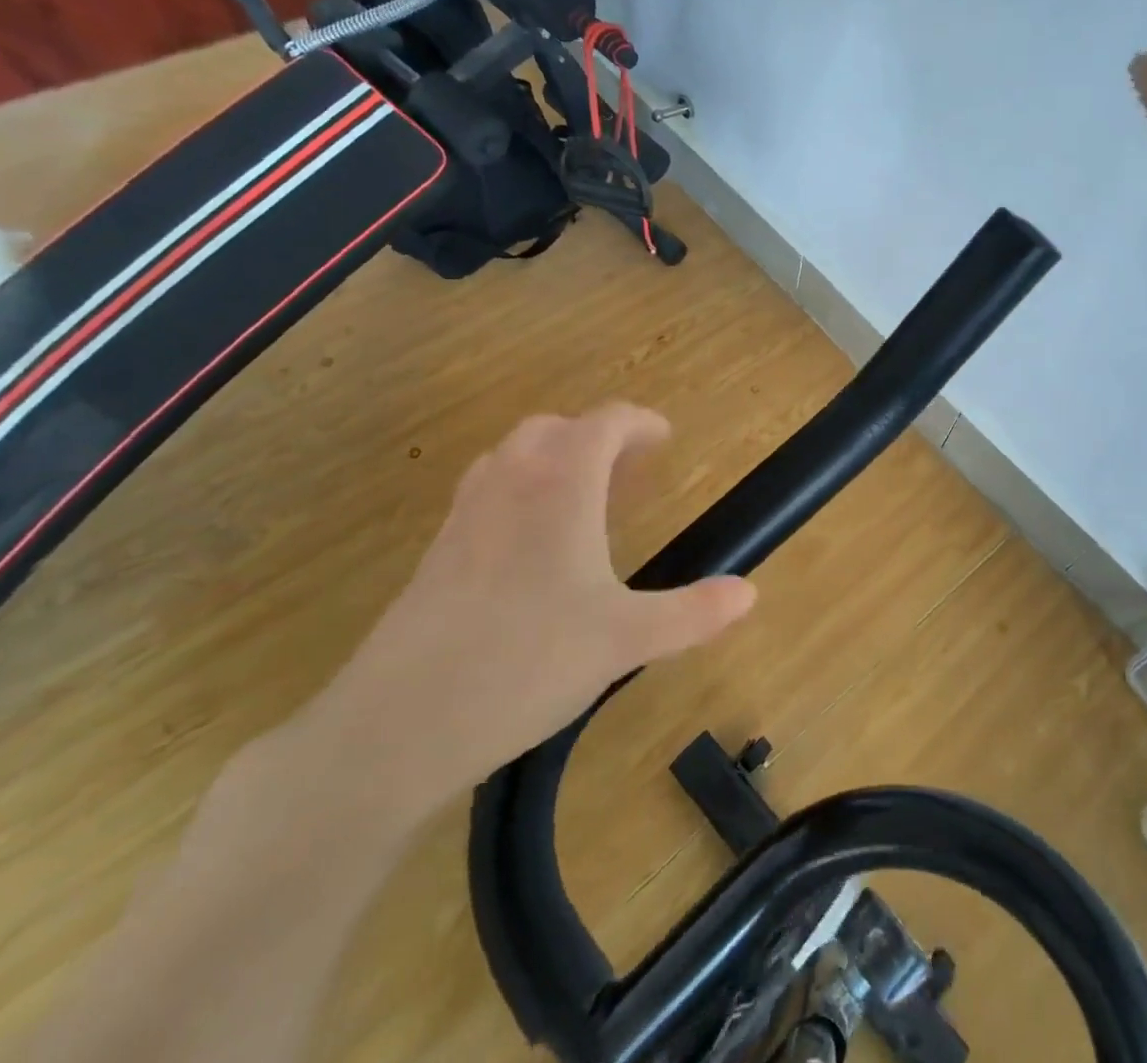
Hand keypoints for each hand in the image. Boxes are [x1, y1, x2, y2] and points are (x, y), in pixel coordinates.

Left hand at [292, 404, 754, 831]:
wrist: (398, 722)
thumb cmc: (527, 663)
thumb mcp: (626, 641)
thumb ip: (693, 613)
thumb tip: (749, 592)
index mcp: (560, 486)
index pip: (604, 423)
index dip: (639, 423)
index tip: (664, 438)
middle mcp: (510, 482)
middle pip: (555, 429)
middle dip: (596, 437)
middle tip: (628, 472)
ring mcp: (466, 513)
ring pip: (513, 455)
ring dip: (554, 459)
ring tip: (583, 501)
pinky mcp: (437, 549)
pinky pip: (487, 490)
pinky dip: (520, 491)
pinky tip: (532, 547)